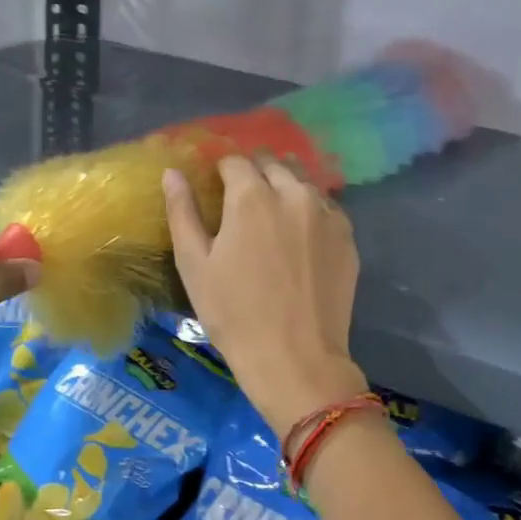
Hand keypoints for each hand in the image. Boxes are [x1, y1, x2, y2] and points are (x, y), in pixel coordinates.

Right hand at [164, 157, 366, 439]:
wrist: (295, 358)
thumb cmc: (234, 314)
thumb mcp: (194, 265)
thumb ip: (182, 212)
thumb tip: (173, 173)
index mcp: (252, 197)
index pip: (235, 161)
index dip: (222, 169)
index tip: (216, 185)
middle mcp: (294, 194)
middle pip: (273, 164)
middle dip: (255, 172)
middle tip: (242, 199)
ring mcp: (327, 214)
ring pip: (304, 181)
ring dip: (286, 185)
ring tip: (273, 212)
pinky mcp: (348, 237)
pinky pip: (327, 207)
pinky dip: (310, 209)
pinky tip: (301, 234)